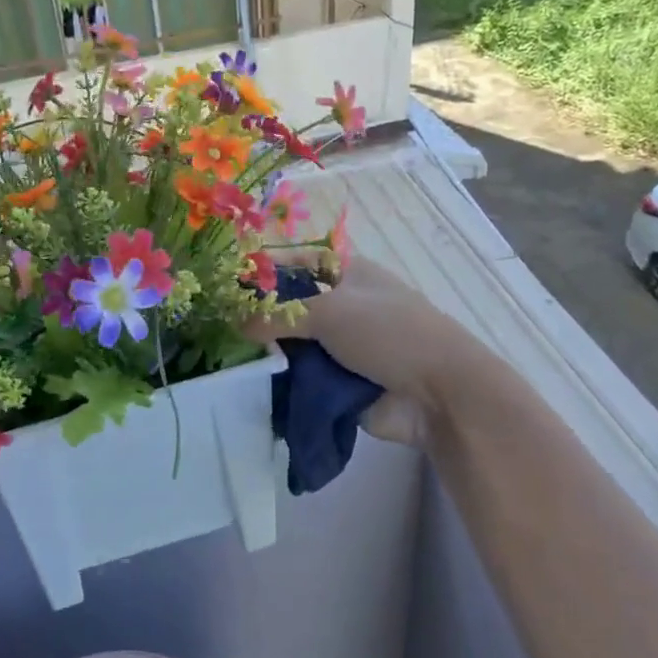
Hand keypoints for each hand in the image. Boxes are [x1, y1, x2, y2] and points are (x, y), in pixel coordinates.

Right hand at [245, 257, 461, 447]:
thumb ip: (277, 314)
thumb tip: (236, 322)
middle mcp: (343, 307)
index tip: (228, 286)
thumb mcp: (329, 311)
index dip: (266, 270)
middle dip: (260, 318)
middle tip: (221, 327)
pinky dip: (283, 382)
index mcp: (348, 275)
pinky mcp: (339, 384)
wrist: (437, 394)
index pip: (298, 262)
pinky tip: (251, 385)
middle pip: (291, 307)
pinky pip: (301, 380)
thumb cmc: (388, 333)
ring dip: (270, 353)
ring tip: (230, 359)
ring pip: (293, 346)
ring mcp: (341, 348)